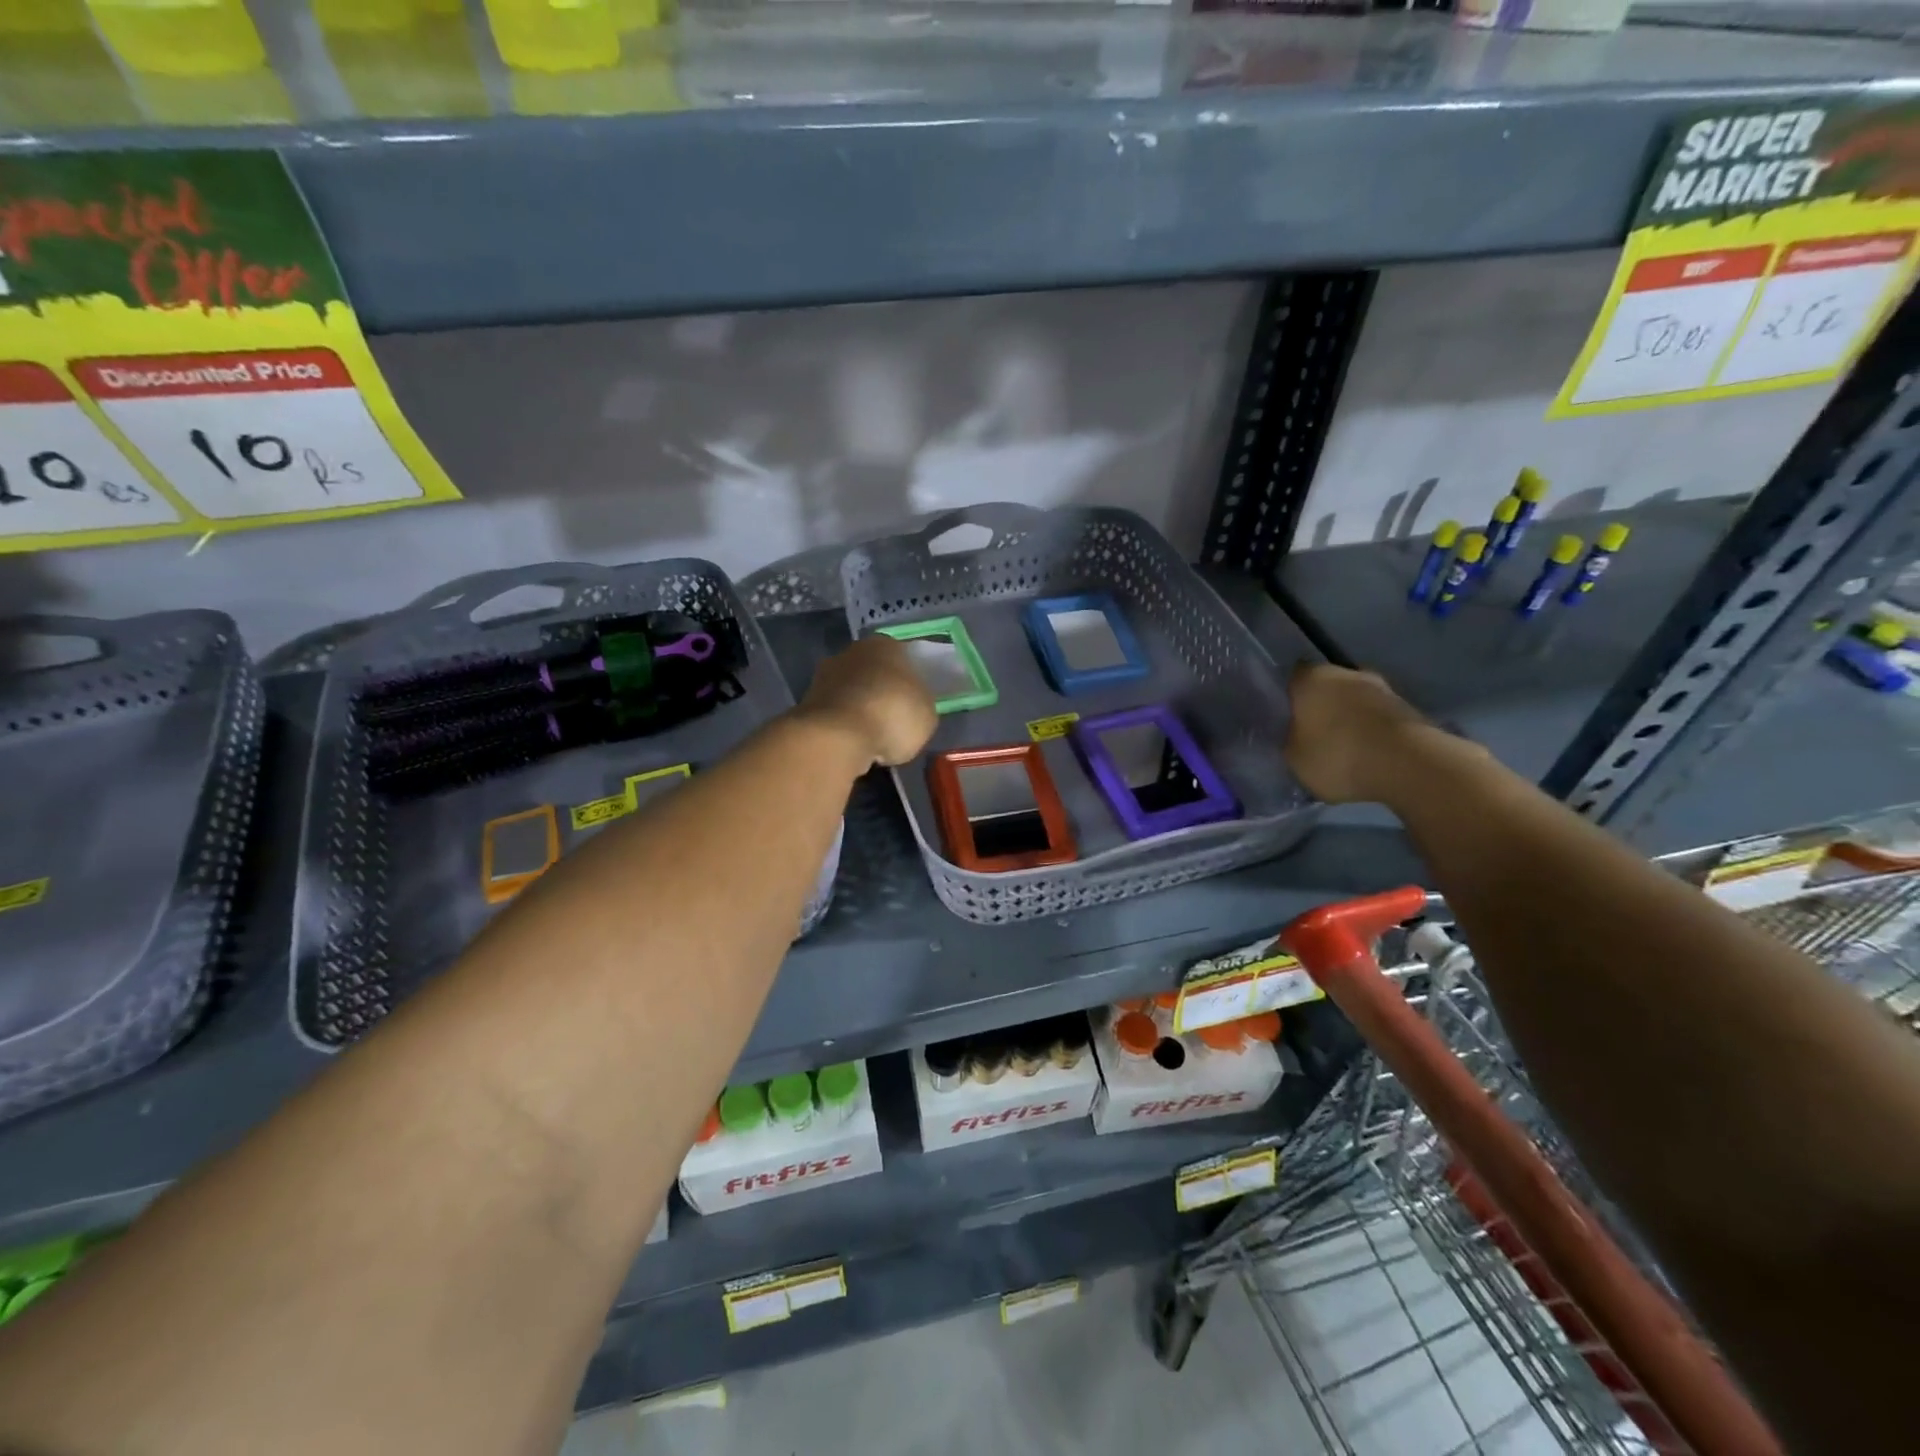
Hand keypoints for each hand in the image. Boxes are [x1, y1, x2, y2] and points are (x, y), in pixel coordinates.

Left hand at [800, 635, 937, 768]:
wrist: (837, 736)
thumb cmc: (892, 715)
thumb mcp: (927, 714)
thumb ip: (921, 703)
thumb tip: (913, 705)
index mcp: (886, 645)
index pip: (904, 657)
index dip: (911, 681)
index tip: (915, 702)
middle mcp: (853, 651)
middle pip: (874, 672)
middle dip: (882, 692)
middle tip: (894, 720)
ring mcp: (825, 674)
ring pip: (852, 691)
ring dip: (860, 709)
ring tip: (873, 737)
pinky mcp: (807, 701)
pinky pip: (836, 712)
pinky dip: (844, 725)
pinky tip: (853, 743)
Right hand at [1283, 663, 1438, 803]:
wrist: (1409, 766)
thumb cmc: (1338, 756)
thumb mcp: (1294, 757)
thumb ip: (1290, 740)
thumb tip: (1294, 734)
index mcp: (1312, 679)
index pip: (1293, 677)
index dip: (1289, 694)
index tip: (1285, 714)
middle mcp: (1348, 674)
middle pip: (1329, 685)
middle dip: (1322, 704)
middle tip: (1312, 730)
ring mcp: (1384, 689)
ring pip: (1357, 700)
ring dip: (1350, 717)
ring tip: (1343, 745)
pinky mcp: (1410, 710)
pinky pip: (1380, 718)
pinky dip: (1373, 731)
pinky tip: (1368, 753)